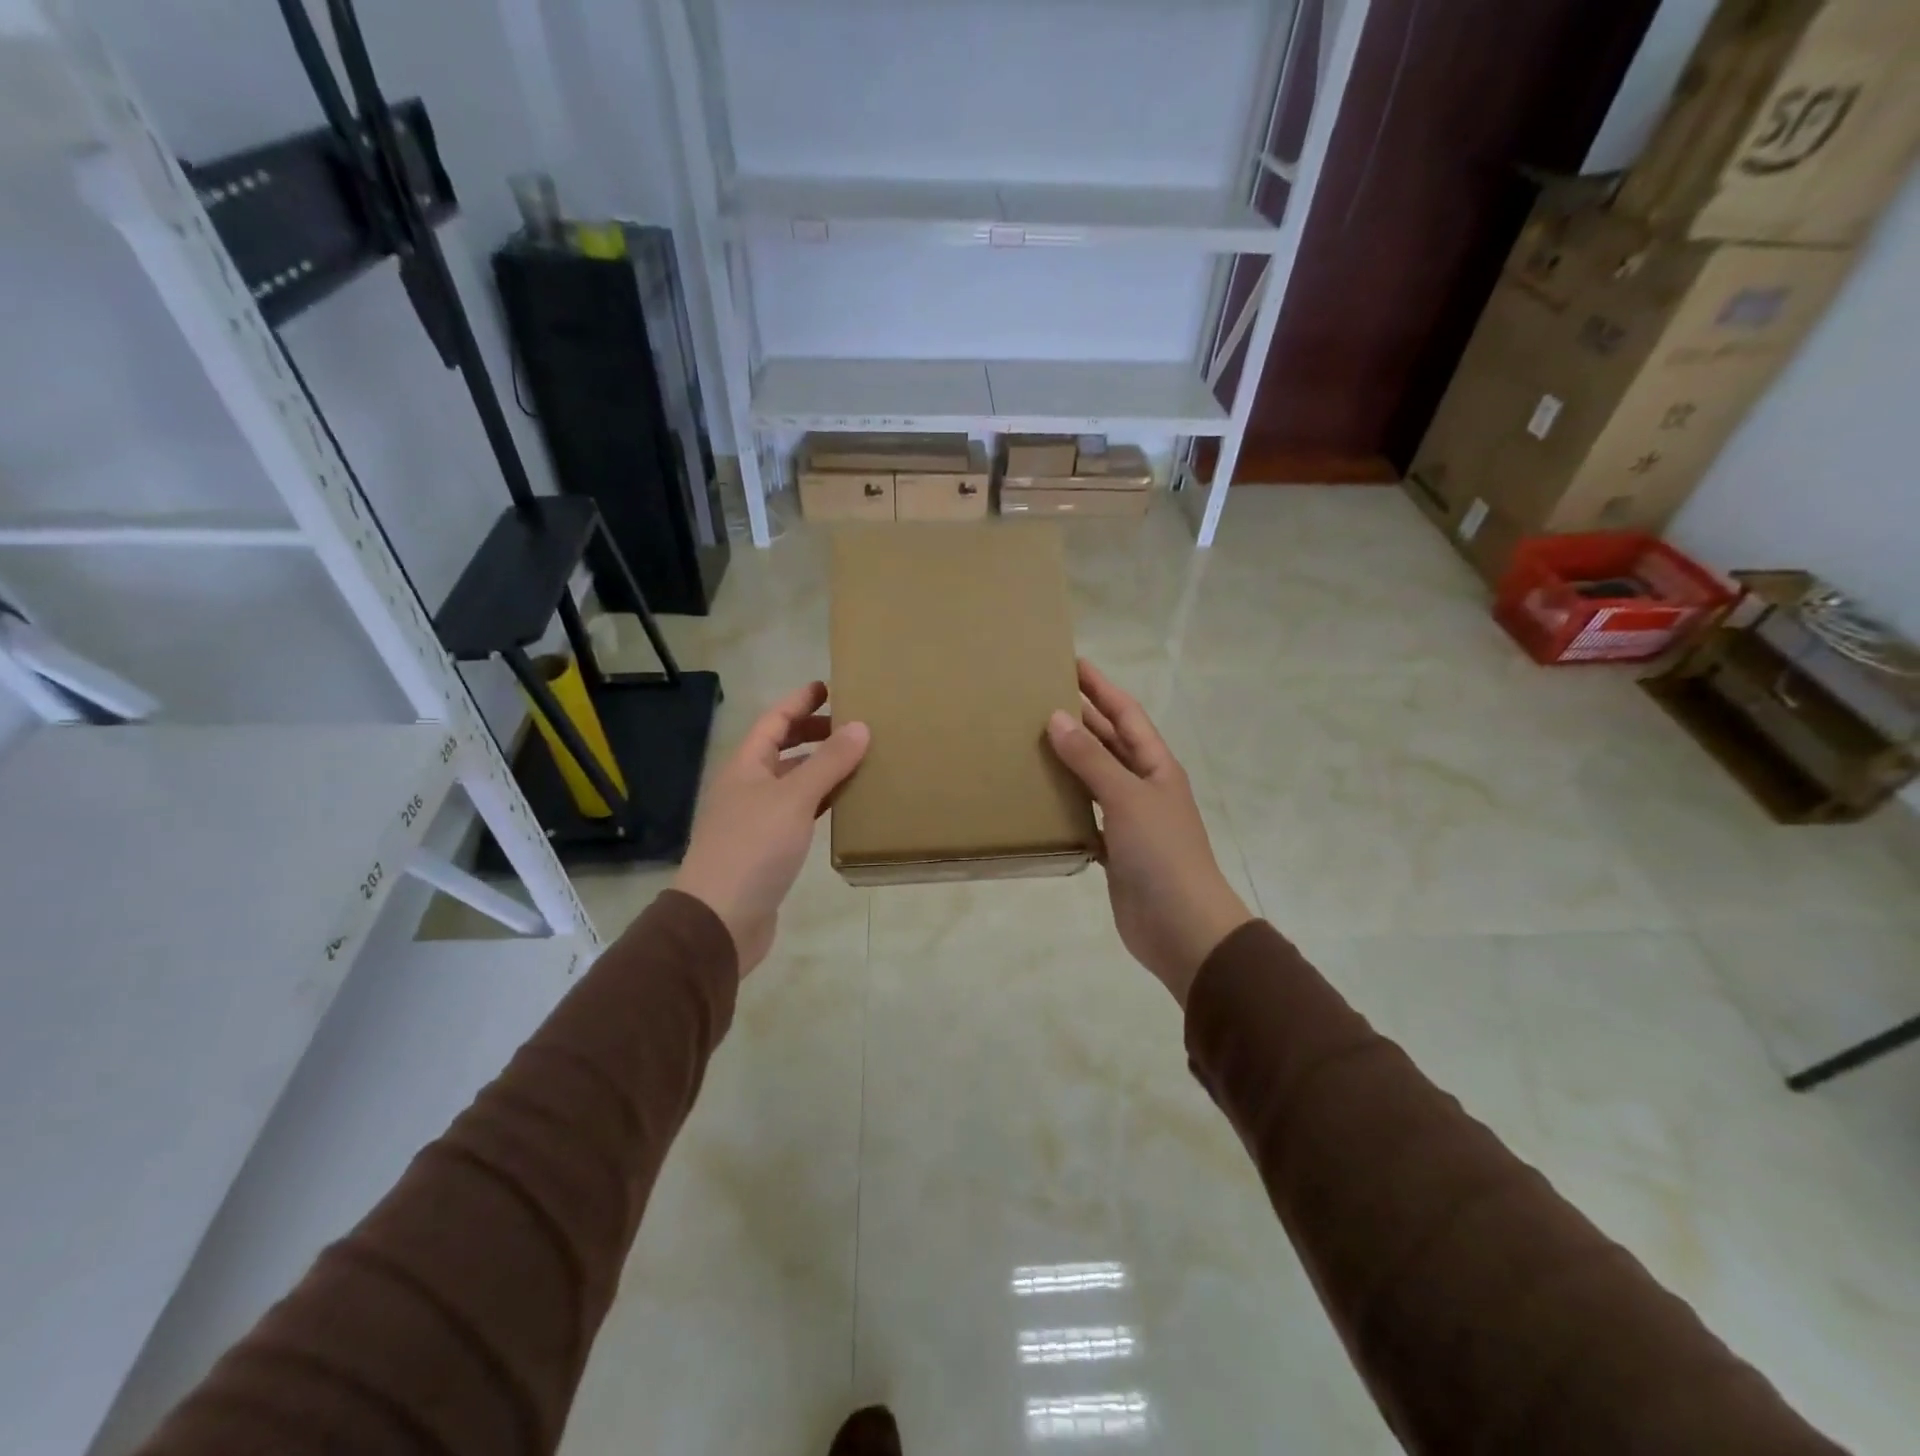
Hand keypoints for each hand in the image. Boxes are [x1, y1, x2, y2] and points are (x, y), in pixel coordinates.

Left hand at [673, 682, 869, 975]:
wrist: (720, 919)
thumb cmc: (753, 848)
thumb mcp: (794, 799)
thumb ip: (828, 763)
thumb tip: (860, 726)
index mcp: (746, 766)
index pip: (774, 721)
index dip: (799, 701)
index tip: (828, 686)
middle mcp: (748, 787)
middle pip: (782, 749)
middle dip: (813, 733)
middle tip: (851, 725)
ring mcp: (757, 819)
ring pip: (793, 782)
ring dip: (821, 769)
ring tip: (857, 759)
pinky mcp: (769, 849)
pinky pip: (799, 812)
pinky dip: (821, 802)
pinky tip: (844, 804)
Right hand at [1046, 660, 1251, 1006]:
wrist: (1181, 927)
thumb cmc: (1161, 853)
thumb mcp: (1127, 797)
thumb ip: (1091, 759)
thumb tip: (1056, 718)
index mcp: (1156, 766)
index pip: (1126, 715)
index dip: (1101, 688)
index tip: (1072, 663)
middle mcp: (1144, 787)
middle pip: (1110, 743)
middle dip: (1081, 719)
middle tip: (1040, 697)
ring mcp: (1130, 820)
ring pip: (1095, 779)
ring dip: (1070, 761)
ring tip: (1031, 741)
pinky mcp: (1115, 850)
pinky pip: (1086, 816)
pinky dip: (1066, 804)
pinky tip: (1040, 798)